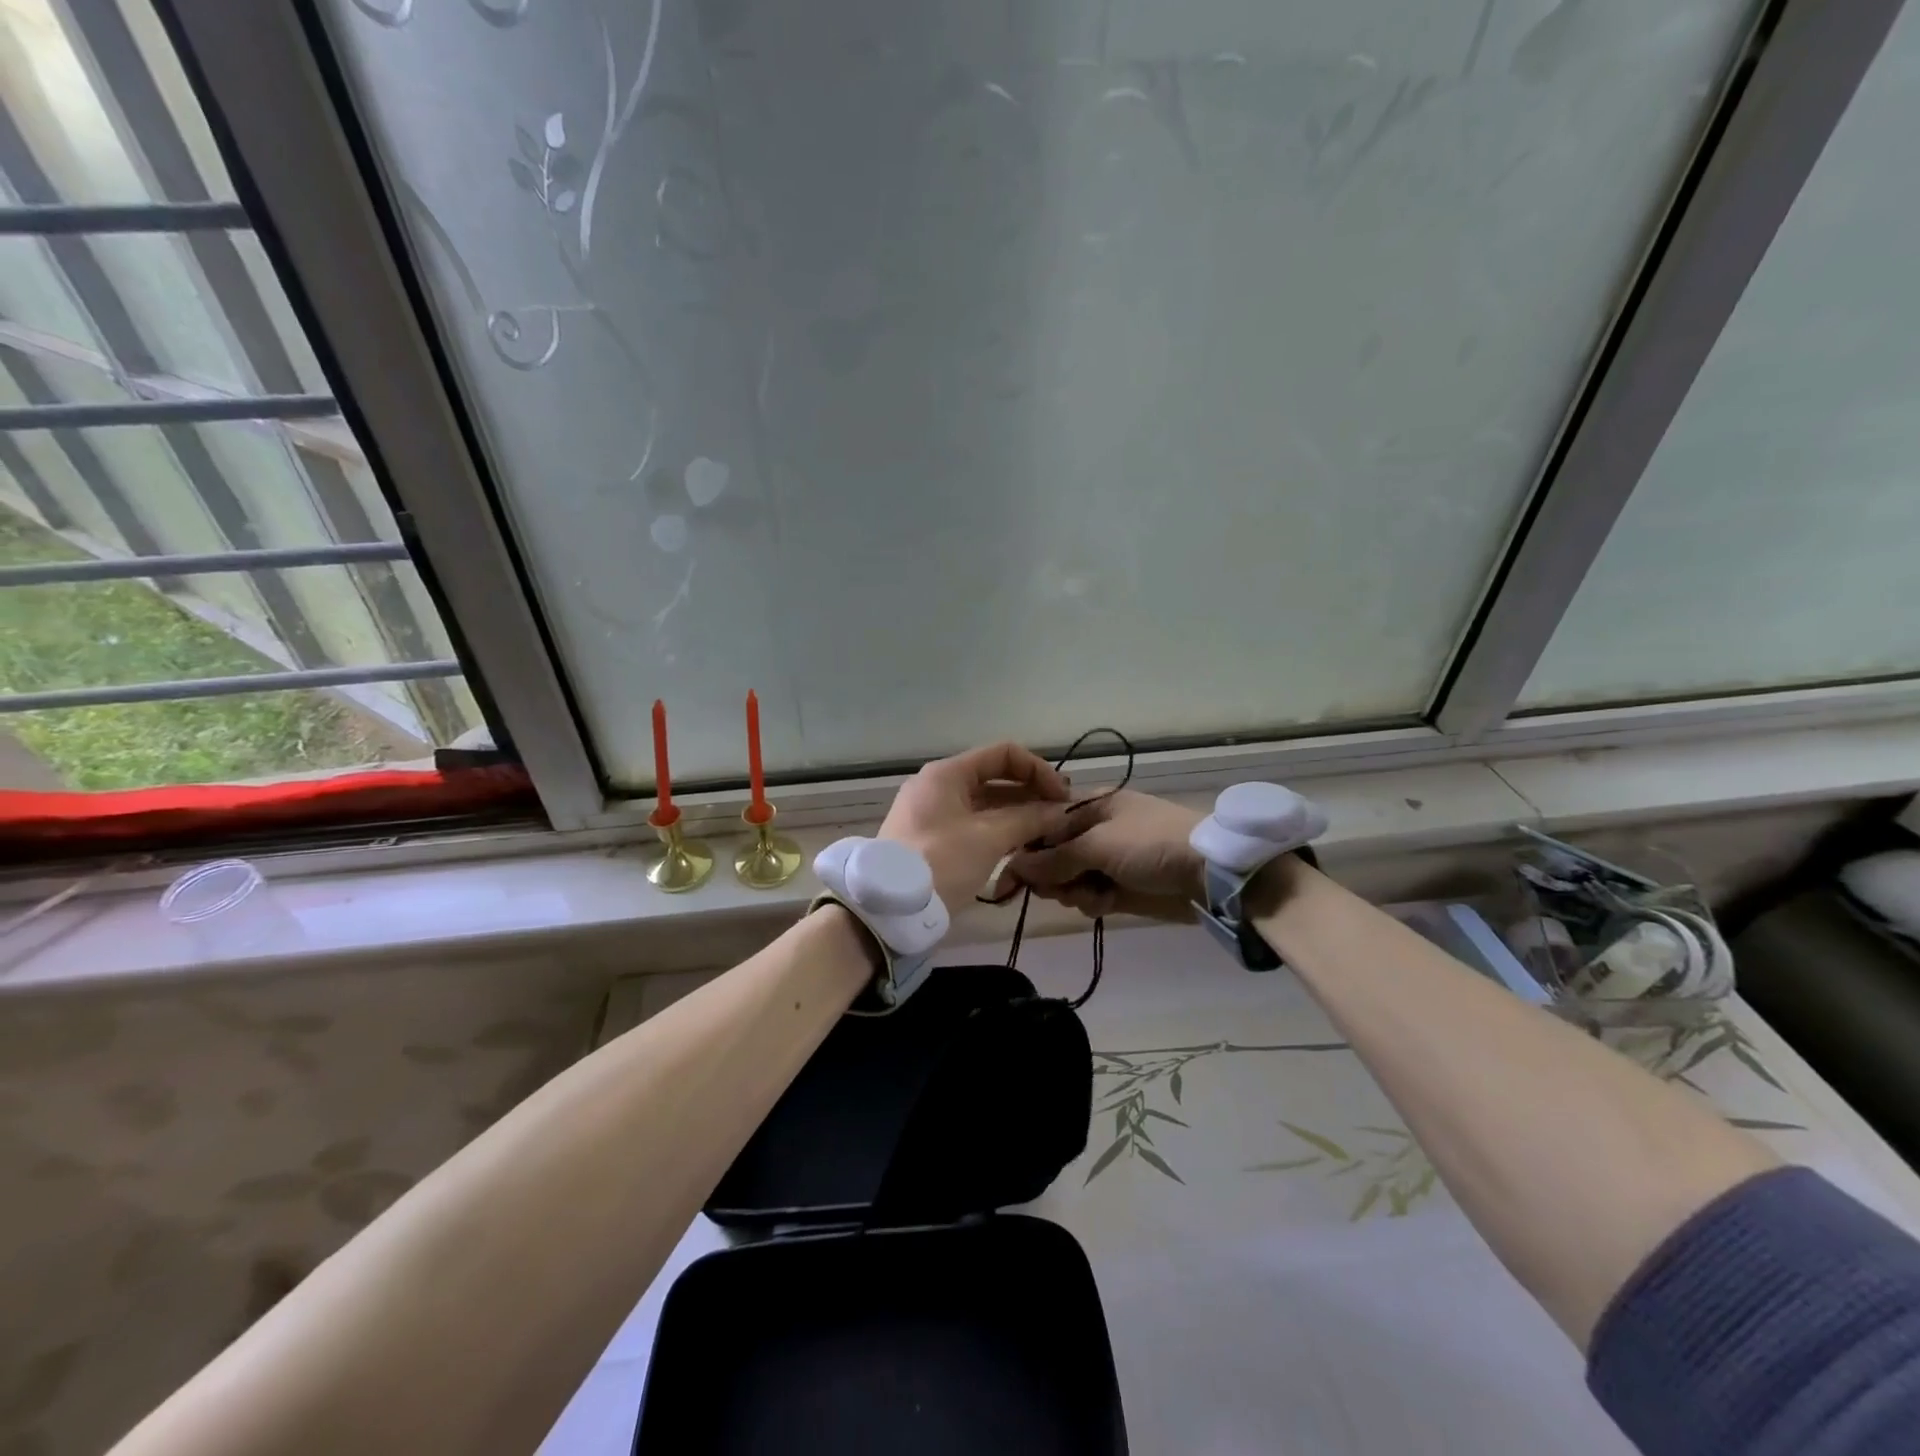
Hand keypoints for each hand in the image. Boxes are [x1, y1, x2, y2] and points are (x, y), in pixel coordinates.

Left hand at [879, 742, 1074, 908]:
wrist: (888, 908)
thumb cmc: (940, 861)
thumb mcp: (989, 838)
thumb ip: (1029, 819)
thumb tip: (1062, 811)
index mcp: (947, 773)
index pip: (1003, 754)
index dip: (1038, 770)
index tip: (1062, 797)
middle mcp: (938, 785)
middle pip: (994, 778)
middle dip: (1031, 794)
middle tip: (1061, 818)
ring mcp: (932, 813)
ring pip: (985, 804)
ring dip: (1017, 815)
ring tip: (1048, 835)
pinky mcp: (931, 839)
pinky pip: (972, 824)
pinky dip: (998, 831)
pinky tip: (1022, 848)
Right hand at [1009, 789, 1204, 921]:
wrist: (1210, 874)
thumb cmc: (1150, 844)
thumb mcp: (1098, 844)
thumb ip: (1054, 858)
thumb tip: (1014, 867)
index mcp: (1090, 806)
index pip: (1043, 824)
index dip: (1026, 848)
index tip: (1011, 872)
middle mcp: (1095, 830)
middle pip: (1053, 855)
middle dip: (1051, 874)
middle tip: (1056, 888)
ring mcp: (1109, 860)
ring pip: (1069, 879)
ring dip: (1073, 891)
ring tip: (1090, 895)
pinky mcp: (1121, 888)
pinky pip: (1090, 896)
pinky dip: (1093, 901)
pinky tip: (1104, 904)